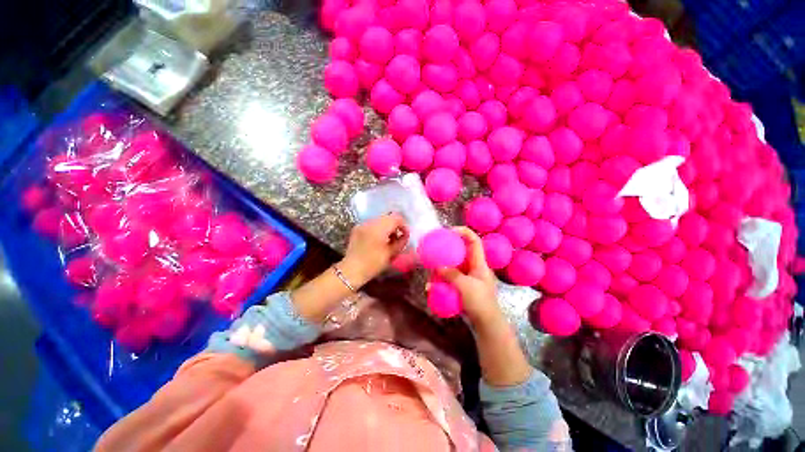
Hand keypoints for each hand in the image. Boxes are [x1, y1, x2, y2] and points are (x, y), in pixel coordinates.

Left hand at [340, 213, 408, 287]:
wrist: (352, 271)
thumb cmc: (373, 264)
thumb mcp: (391, 253)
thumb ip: (401, 241)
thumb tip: (405, 235)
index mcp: (379, 228)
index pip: (396, 218)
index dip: (403, 225)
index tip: (405, 235)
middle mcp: (370, 222)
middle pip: (387, 217)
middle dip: (395, 225)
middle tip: (397, 237)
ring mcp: (362, 224)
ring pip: (379, 220)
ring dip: (386, 227)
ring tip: (388, 239)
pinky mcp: (357, 228)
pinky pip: (371, 224)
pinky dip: (377, 229)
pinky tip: (378, 240)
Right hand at [437, 227, 503, 329]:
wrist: (486, 324)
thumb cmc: (481, 303)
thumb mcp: (466, 287)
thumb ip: (452, 275)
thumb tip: (437, 265)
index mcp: (479, 263)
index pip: (474, 241)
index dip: (464, 232)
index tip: (449, 231)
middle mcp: (473, 267)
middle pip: (462, 250)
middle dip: (449, 247)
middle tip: (435, 246)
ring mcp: (467, 276)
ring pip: (454, 264)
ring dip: (442, 264)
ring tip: (430, 265)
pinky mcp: (462, 285)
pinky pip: (450, 277)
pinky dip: (441, 278)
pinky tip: (431, 285)